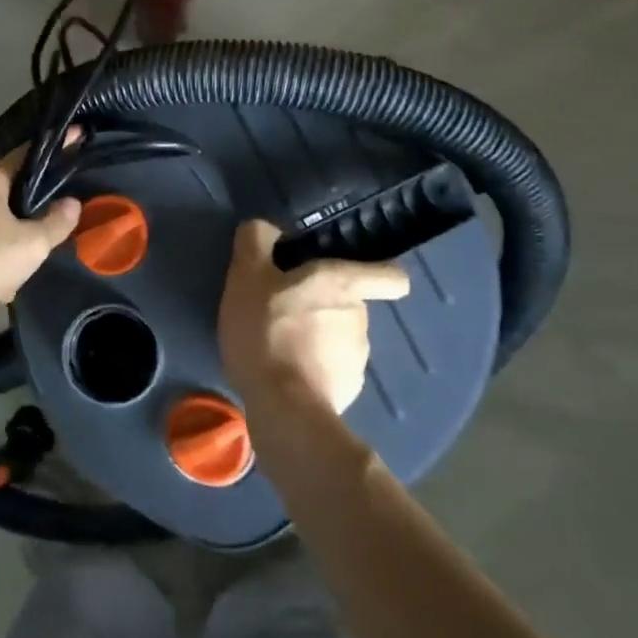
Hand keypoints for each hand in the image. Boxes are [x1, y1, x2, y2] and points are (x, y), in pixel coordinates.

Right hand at [218, 220, 410, 413]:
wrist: (283, 408)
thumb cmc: (267, 330)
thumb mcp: (247, 275)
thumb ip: (256, 241)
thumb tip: (266, 228)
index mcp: (343, 285)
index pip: (390, 276)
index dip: (378, 274)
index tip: (353, 277)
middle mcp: (361, 318)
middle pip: (351, 305)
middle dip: (322, 307)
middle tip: (282, 313)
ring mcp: (358, 360)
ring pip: (340, 339)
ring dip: (316, 339)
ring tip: (278, 347)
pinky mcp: (347, 392)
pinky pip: (331, 371)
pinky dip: (312, 370)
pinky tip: (284, 375)